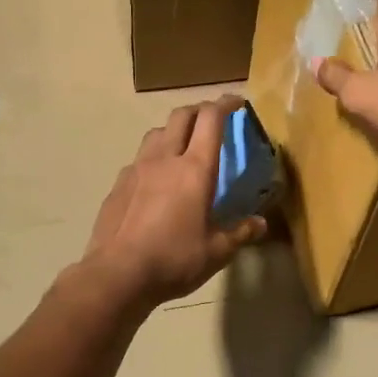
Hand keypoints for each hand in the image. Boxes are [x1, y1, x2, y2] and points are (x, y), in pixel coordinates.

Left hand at [81, 99, 266, 309]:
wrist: (116, 274)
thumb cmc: (174, 260)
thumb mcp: (216, 252)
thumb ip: (240, 233)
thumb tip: (260, 223)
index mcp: (194, 169)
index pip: (211, 119)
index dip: (225, 104)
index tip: (237, 102)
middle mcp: (164, 159)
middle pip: (181, 115)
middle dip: (200, 109)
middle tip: (213, 119)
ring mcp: (136, 169)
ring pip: (156, 132)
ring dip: (174, 130)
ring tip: (183, 145)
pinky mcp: (118, 184)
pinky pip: (139, 159)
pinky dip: (153, 157)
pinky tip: (156, 179)